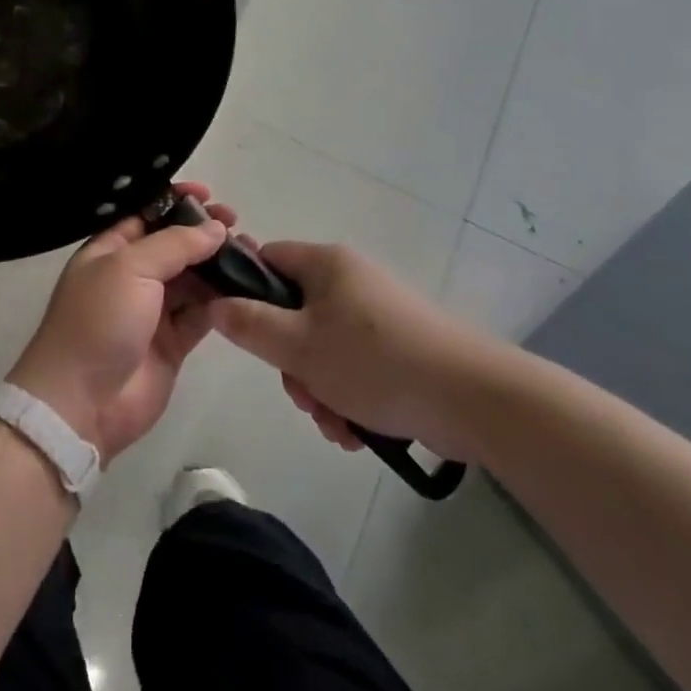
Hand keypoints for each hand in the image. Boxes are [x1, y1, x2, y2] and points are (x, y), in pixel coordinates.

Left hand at [7, 184, 232, 463]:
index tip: (208, 193)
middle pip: (174, 244)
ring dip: (218, 265)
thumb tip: (215, 228)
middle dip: (203, 232)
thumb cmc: (98, 321)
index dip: (175, 201)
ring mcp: (153, 309)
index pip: (146, 215)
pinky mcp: (173, 342)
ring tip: (250, 252)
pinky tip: (246, 288)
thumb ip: (174, 244)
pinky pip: (202, 313)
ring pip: (192, 278)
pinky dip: (222, 300)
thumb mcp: (129, 268)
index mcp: (110, 250)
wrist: (82, 402)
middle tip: (236, 223)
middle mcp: (131, 275)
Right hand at [207, 241, 513, 464]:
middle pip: (294, 313)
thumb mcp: (299, 346)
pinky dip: (348, 397)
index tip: (244, 332)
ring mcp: (378, 315)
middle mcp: (351, 281)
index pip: (268, 259)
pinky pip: (354, 366)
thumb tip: (215, 303)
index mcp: (327, 264)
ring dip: (318, 388)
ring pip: (322, 347)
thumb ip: (249, 324)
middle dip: (291, 362)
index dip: (247, 291)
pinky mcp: (400, 347)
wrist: (475, 399)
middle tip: (303, 393)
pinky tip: (356, 431)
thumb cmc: (375, 362)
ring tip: (336, 423)